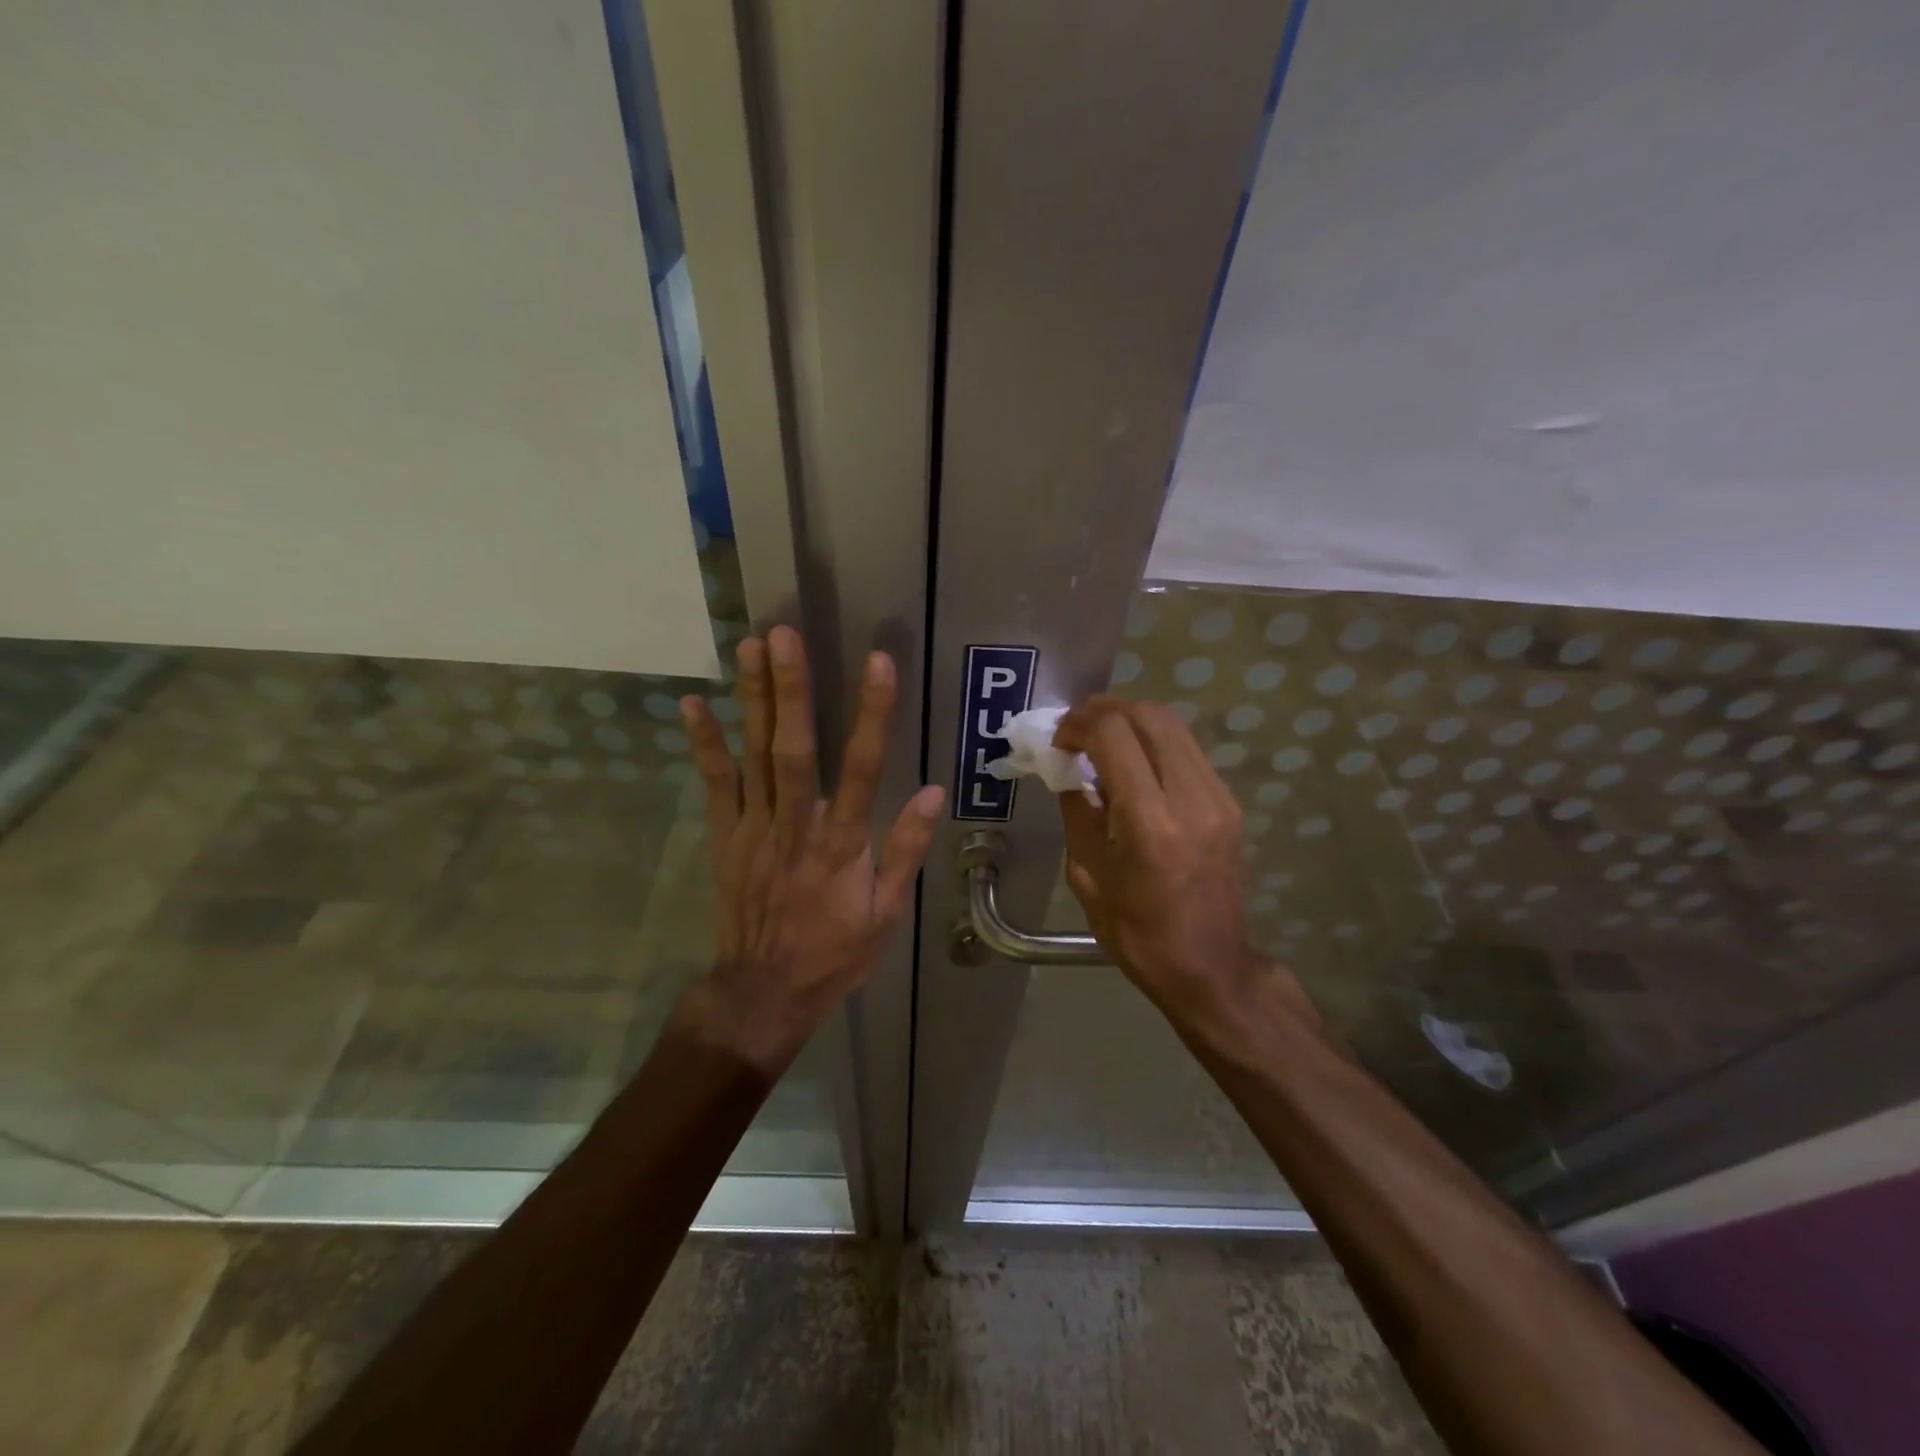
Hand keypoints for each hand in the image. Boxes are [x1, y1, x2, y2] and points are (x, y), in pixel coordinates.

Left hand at [678, 625, 943, 1073]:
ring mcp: (753, 829)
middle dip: (791, 690)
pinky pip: (714, 784)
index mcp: (841, 844)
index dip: (872, 714)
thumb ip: (906, 850)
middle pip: (793, 749)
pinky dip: (704, 743)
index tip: (878, 663)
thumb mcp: (886, 914)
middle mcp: (795, 826)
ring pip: (753, 755)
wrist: (762, 993)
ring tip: (750, 646)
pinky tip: (694, 703)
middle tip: (785, 635)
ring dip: (752, 699)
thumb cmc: (833, 954)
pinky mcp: (725, 837)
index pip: (863, 768)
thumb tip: (933, 791)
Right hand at [1054, 697, 1274, 1021]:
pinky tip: (1131, 764)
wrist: (1210, 967)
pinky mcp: (1229, 804)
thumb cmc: (1138, 933)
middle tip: (1075, 727)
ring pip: (1174, 726)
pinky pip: (1187, 751)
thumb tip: (1068, 770)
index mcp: (1151, 823)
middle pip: (1150, 716)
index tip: (1058, 740)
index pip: (1115, 735)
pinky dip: (1153, 742)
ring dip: (1131, 721)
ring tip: (1100, 739)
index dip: (1079, 724)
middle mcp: (1192, 799)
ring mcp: (1218, 798)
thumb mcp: (1087, 875)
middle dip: (1105, 710)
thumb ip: (1078, 812)